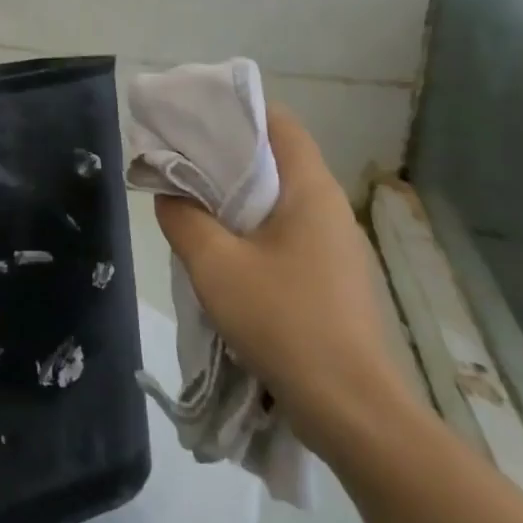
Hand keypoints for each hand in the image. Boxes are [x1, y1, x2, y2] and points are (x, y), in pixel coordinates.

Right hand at [155, 107, 410, 455]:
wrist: (352, 411)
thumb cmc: (284, 322)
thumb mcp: (215, 265)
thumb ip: (183, 218)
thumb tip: (169, 193)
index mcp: (310, 189)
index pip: (278, 122)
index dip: (236, 110)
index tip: (194, 116)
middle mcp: (329, 207)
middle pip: (275, 158)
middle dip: (225, 154)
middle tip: (179, 157)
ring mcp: (335, 245)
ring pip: (278, 199)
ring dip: (235, 196)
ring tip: (191, 201)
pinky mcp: (332, 279)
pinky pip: (285, 234)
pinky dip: (251, 228)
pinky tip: (221, 252)